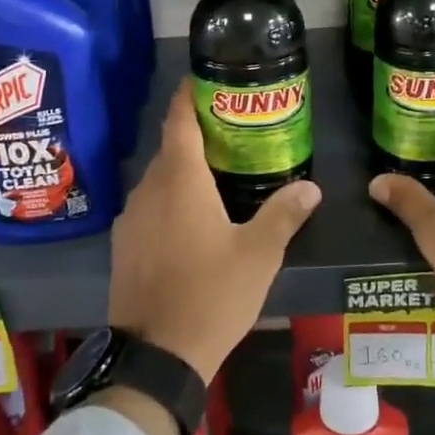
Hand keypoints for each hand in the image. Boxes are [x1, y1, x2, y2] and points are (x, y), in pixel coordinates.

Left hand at [108, 79, 320, 383]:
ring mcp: (130, 218)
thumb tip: (311, 188)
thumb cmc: (211, 295)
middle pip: (170, 148)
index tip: (203, 79)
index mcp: (180, 180)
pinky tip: (191, 219)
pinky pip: (148, 207)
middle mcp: (148, 189)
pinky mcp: (123, 245)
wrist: (155, 356)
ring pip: (158, 179)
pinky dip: (169, 200)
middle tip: (231, 132)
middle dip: (196, 135)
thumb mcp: (259, 255)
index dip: (189, 94)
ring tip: (217, 175)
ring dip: (183, 171)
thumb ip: (283, 214)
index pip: (179, 119)